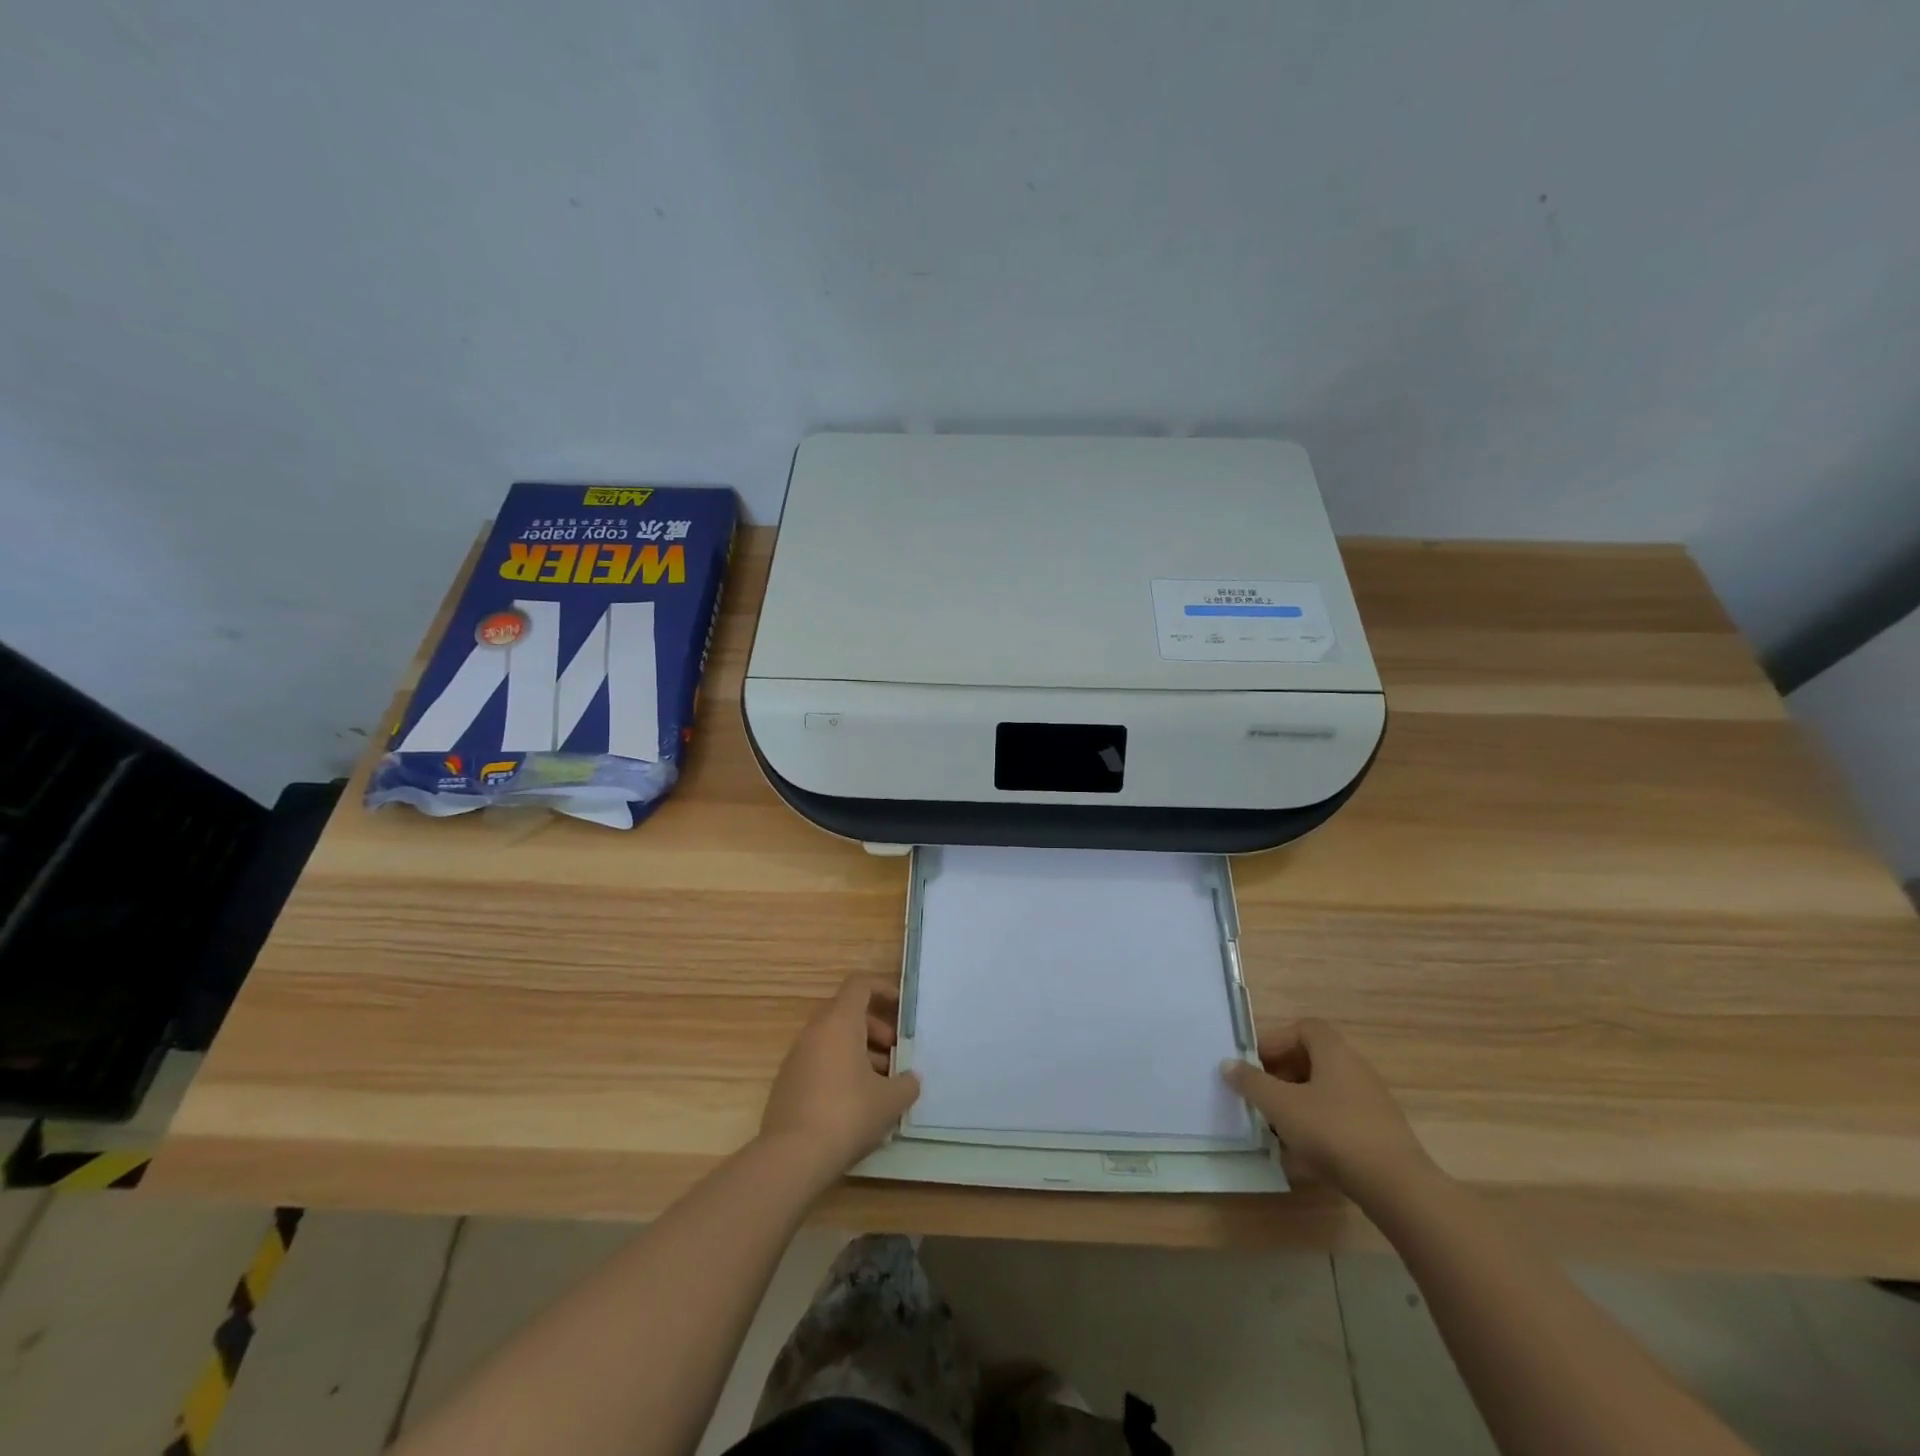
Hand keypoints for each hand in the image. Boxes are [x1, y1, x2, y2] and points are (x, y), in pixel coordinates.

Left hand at [759, 973, 920, 1180]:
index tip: (901, 1009)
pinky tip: (855, 1105)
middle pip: (847, 1013)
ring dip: (858, 1053)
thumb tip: (910, 1079)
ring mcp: (796, 1057)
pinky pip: (818, 1063)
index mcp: (839, 1022)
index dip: (882, 989)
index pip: (859, 984)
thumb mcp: (889, 1100)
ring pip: (832, 1040)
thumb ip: (906, 1084)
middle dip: (874, 1029)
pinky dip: (839, 1071)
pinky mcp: (786, 1083)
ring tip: (879, 1086)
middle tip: (893, 1056)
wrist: (792, 1157)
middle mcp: (814, 1032)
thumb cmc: (847, 1114)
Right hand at [1221, 1019, 1434, 1200]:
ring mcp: (1371, 1101)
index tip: (1254, 1063)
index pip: (1303, 1028)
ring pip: (1324, 1090)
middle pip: (1312, 1058)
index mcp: (1334, 1052)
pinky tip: (1303, 1150)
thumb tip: (1228, 1064)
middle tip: (1260, 1094)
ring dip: (1297, 1101)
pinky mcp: (1379, 1132)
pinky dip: (1317, 1124)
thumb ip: (1251, 1082)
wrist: (1397, 1187)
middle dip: (1282, 1074)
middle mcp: (1356, 1068)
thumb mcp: (1281, 1105)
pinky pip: (1339, 1116)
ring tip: (1276, 1125)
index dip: (1276, 1040)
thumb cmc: (1333, 1132)